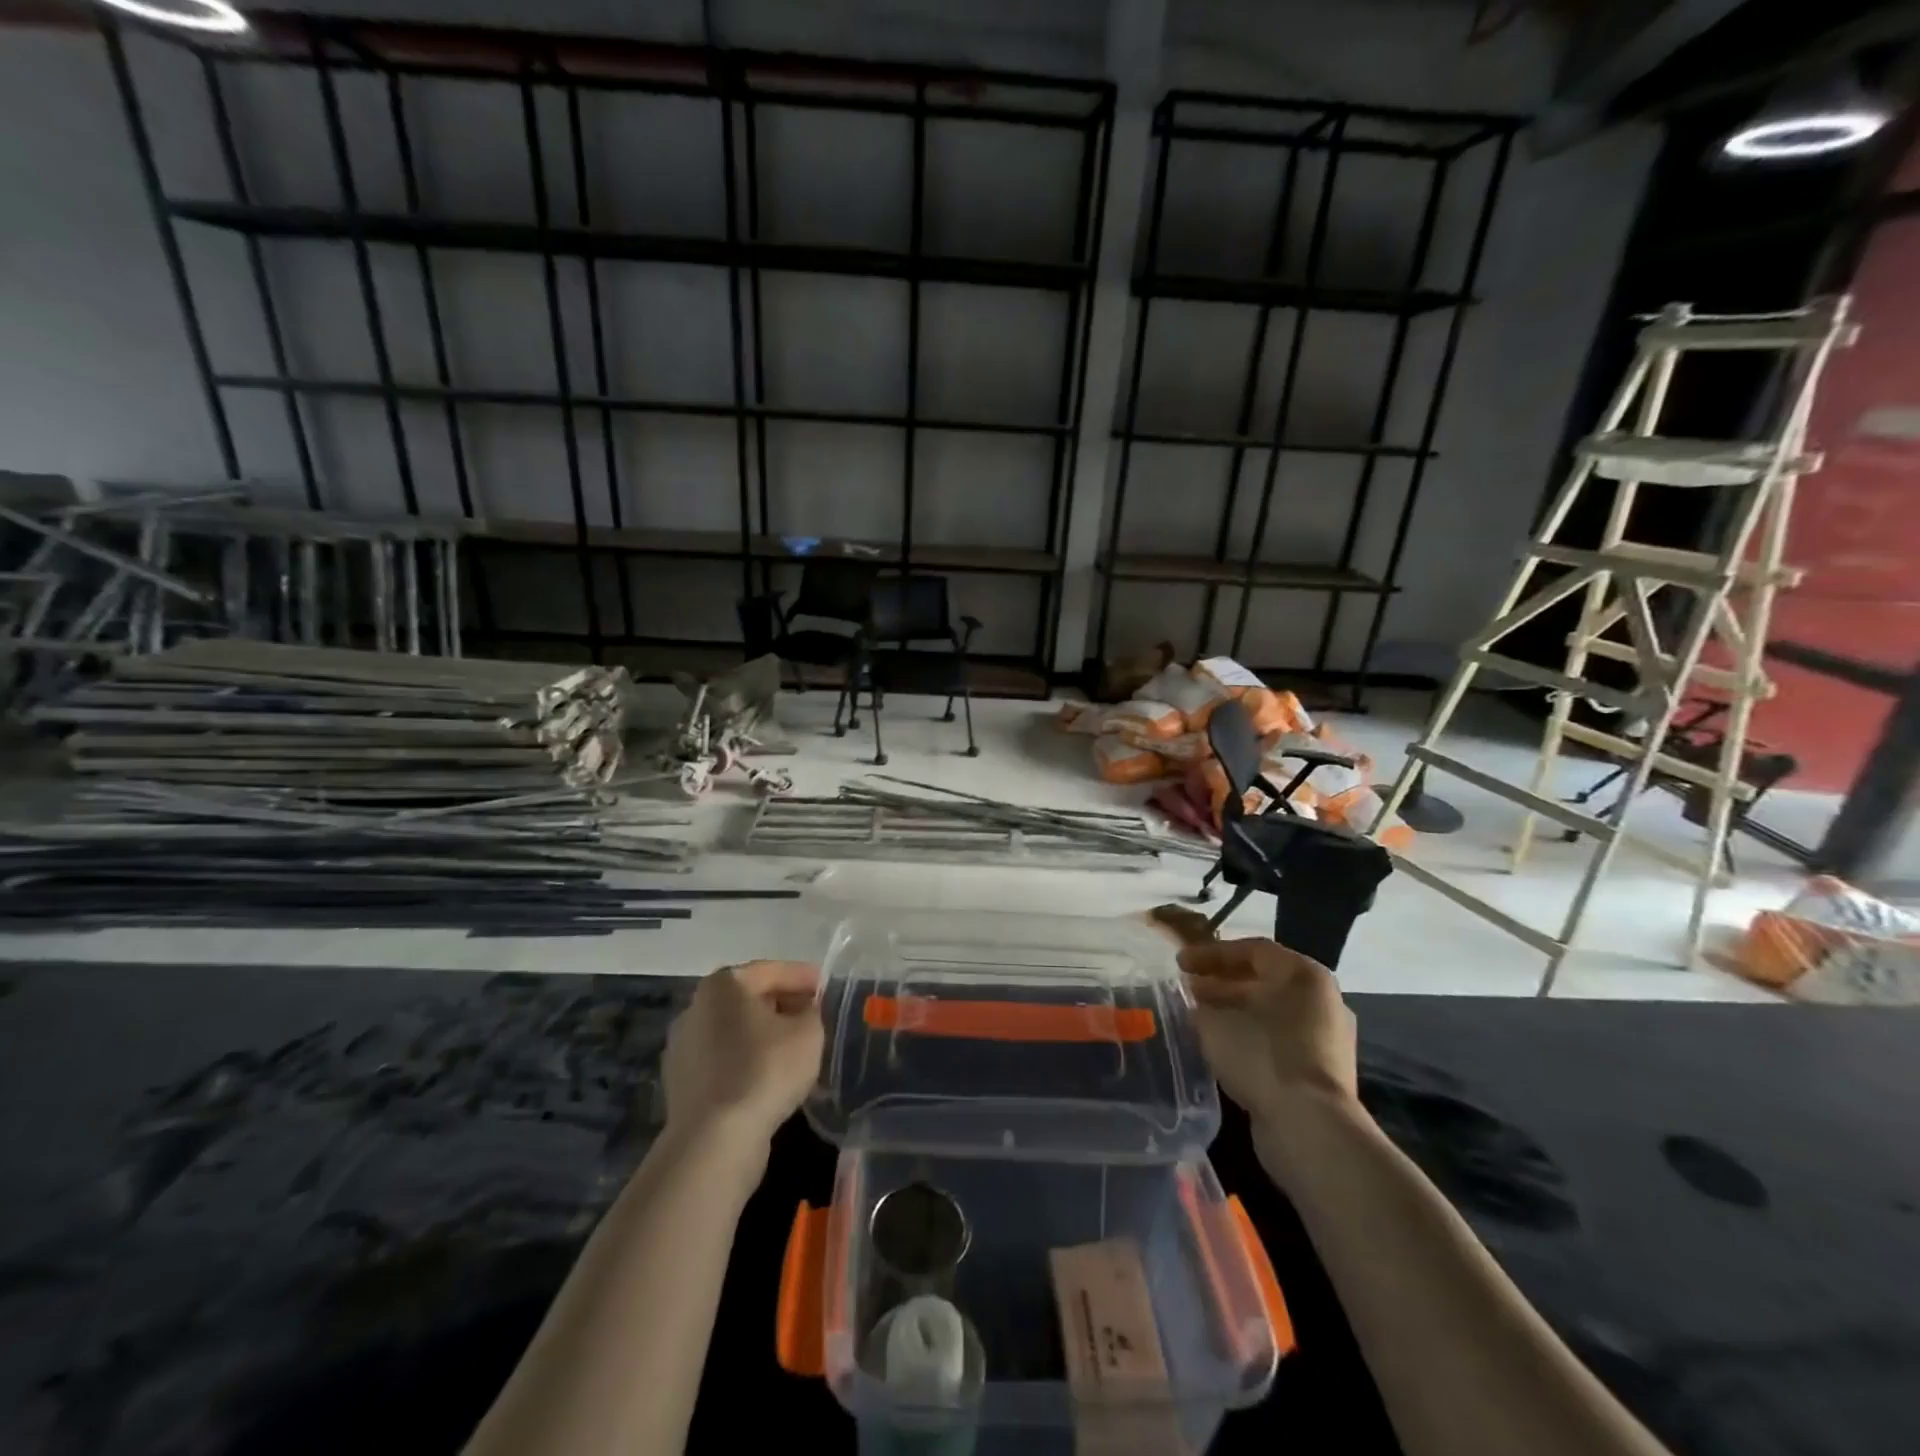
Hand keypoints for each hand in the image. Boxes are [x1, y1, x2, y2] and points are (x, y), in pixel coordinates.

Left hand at [662, 961, 824, 1147]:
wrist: (714, 1141)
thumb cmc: (765, 1070)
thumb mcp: (808, 1031)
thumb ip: (812, 1010)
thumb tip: (805, 1010)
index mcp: (723, 984)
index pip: (772, 970)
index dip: (804, 977)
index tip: (827, 987)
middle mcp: (695, 1007)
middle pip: (750, 999)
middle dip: (783, 1004)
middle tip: (814, 1016)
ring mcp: (683, 1047)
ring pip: (736, 1031)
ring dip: (764, 1035)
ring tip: (796, 1049)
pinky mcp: (682, 1083)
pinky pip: (724, 1061)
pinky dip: (747, 1062)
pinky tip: (770, 1077)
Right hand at [1179, 938, 1358, 1124]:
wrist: (1310, 1126)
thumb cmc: (1261, 1054)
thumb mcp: (1215, 1021)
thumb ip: (1199, 1003)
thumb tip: (1193, 1001)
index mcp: (1304, 975)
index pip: (1252, 950)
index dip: (1211, 954)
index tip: (1180, 963)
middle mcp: (1322, 1000)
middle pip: (1263, 981)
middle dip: (1221, 983)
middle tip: (1187, 989)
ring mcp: (1326, 1038)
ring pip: (1270, 1013)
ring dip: (1233, 1012)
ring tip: (1198, 1018)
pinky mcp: (1322, 1072)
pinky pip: (1279, 1041)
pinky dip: (1249, 1037)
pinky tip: (1221, 1048)